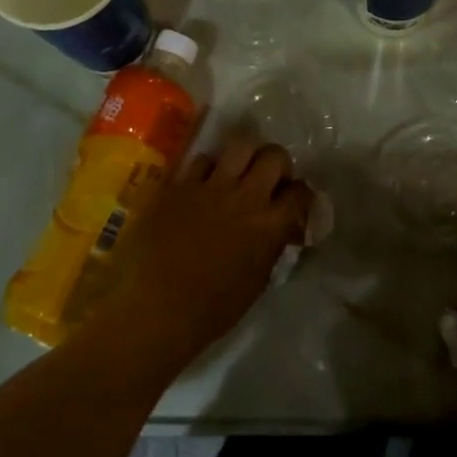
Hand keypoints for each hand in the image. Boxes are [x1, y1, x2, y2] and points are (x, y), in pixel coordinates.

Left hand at [106, 137, 314, 362]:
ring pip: (239, 146)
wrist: (156, 309)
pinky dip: (207, 168)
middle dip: (278, 164)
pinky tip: (203, 183)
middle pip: (274, 156)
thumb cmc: (211, 310)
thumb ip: (271, 248)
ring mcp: (209, 187)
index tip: (294, 203)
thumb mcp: (256, 282)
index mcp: (269, 225)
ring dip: (244, 157)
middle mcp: (245, 197)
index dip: (301, 195)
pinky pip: (200, 160)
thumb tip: (278, 232)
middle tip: (269, 180)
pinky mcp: (178, 186)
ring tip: (237, 173)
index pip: (300, 192)